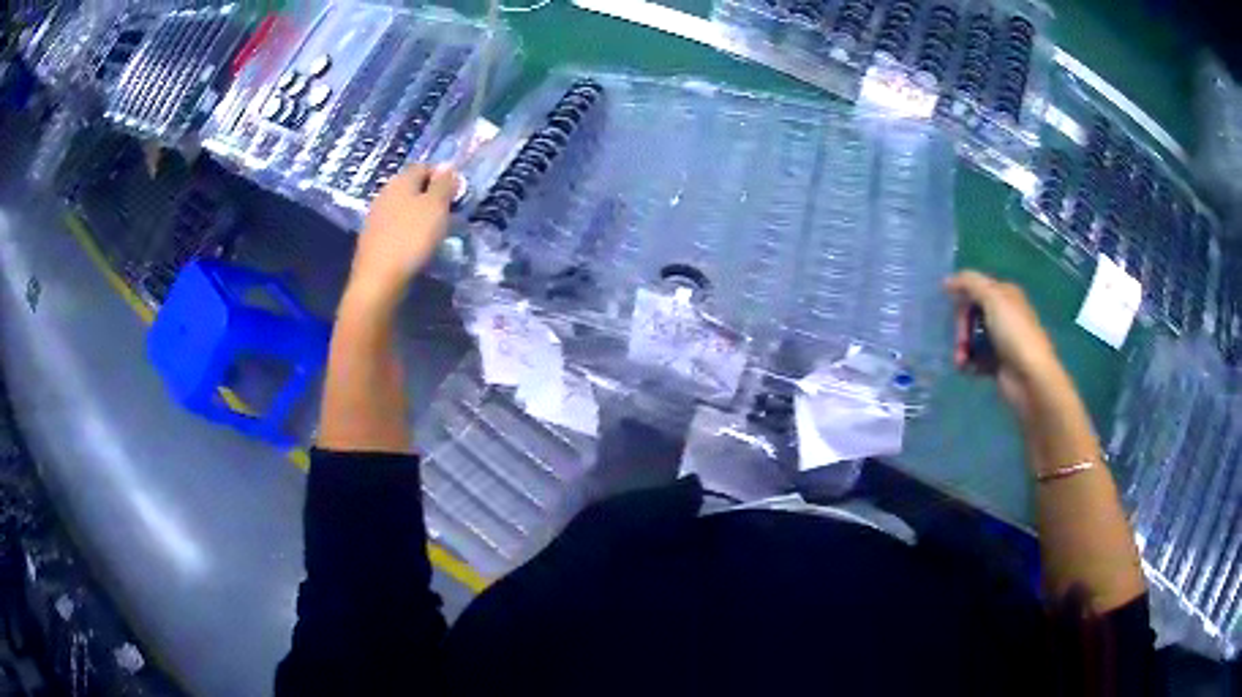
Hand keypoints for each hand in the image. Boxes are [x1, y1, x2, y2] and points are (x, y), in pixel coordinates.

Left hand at [346, 164, 456, 308]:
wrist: (378, 279)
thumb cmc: (411, 238)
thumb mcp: (436, 207)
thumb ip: (443, 184)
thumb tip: (447, 165)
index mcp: (401, 180)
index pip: (423, 166)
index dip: (441, 175)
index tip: (455, 193)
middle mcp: (385, 193)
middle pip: (411, 186)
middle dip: (429, 195)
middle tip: (446, 212)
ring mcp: (375, 216)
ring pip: (401, 206)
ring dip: (417, 213)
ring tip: (432, 230)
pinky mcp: (371, 238)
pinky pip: (394, 225)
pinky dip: (405, 230)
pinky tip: (413, 244)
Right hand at [944, 271, 1066, 415]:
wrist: (1029, 377)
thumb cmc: (1014, 334)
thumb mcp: (993, 298)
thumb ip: (970, 283)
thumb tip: (946, 280)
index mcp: (1005, 294)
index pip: (975, 288)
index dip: (961, 299)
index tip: (951, 312)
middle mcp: (1003, 313)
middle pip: (971, 314)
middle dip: (961, 328)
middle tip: (961, 343)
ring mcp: (1000, 339)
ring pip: (971, 337)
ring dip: (962, 348)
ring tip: (961, 361)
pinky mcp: (996, 362)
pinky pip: (975, 357)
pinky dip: (969, 362)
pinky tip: (967, 369)